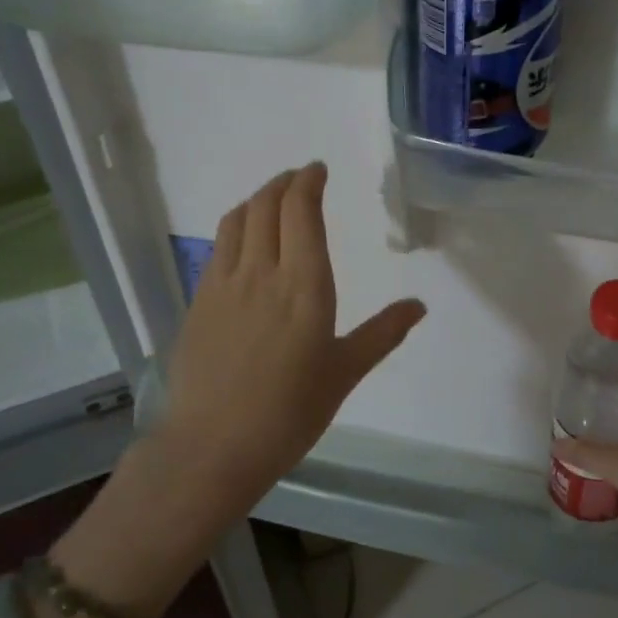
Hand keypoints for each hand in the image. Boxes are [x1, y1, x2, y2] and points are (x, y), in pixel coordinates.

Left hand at [157, 161, 426, 500]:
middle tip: (299, 179)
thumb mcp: (344, 373)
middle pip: (266, 205)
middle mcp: (261, 272)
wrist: (213, 447)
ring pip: (237, 220)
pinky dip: (235, 228)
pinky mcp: (198, 302)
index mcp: (304, 286)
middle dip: (283, 183)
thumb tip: (419, 305)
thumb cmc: (290, 413)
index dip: (308, 183)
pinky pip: (218, 248)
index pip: (301, 212)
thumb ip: (382, 333)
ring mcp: (223, 285)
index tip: (318, 170)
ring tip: (272, 200)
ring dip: (257, 199)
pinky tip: (243, 243)